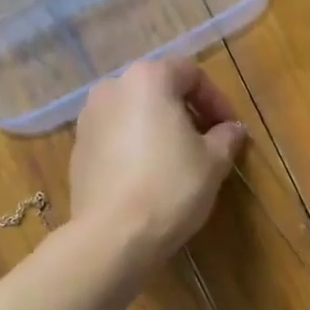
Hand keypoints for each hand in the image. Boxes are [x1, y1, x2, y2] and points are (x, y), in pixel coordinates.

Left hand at [69, 58, 246, 268]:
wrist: (113, 235)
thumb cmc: (171, 187)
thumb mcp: (214, 161)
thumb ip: (226, 136)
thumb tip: (232, 129)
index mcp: (148, 79)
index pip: (191, 73)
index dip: (217, 99)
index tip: (230, 129)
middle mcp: (112, 88)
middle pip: (159, 89)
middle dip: (187, 111)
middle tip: (208, 142)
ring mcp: (88, 118)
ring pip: (135, 112)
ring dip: (160, 127)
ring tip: (179, 159)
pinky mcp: (78, 148)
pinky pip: (116, 136)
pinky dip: (136, 145)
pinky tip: (150, 175)